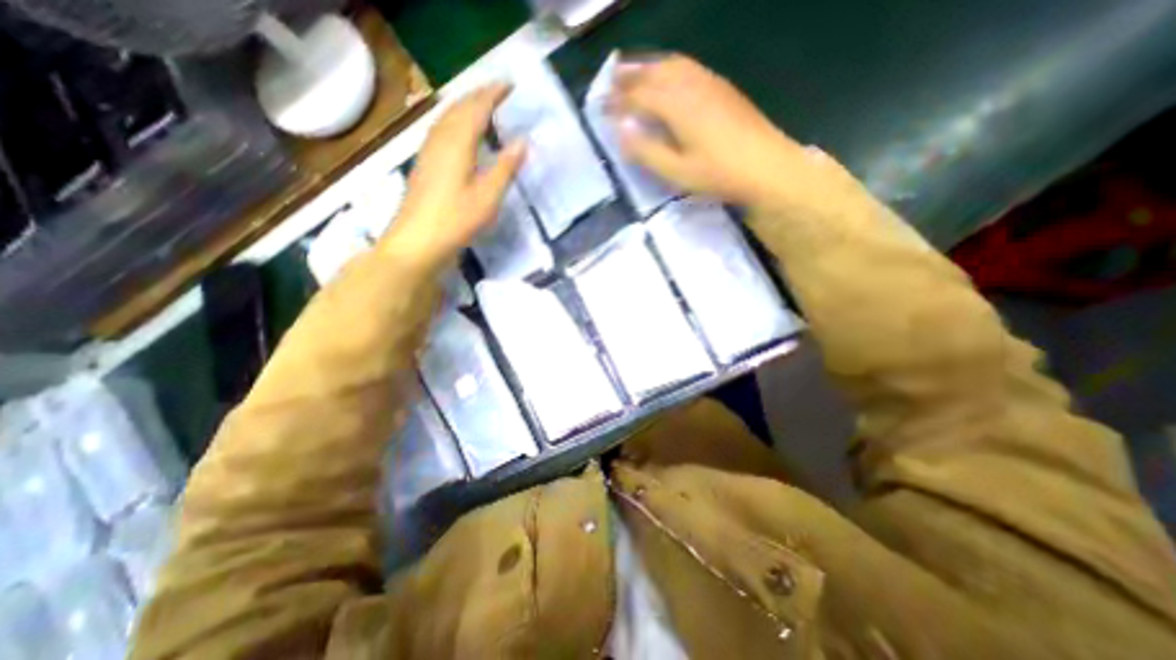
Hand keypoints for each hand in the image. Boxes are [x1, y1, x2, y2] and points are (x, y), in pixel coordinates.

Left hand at [378, 84, 525, 270]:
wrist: (418, 241)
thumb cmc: (456, 220)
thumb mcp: (488, 197)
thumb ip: (506, 168)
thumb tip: (523, 142)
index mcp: (457, 144)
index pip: (476, 108)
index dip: (493, 94)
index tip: (510, 84)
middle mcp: (440, 140)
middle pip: (458, 107)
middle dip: (478, 95)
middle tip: (498, 91)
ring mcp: (428, 151)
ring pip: (447, 116)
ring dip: (464, 105)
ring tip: (482, 105)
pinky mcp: (424, 163)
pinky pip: (440, 129)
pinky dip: (454, 121)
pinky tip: (459, 132)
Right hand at [610, 57, 818, 210]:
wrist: (767, 166)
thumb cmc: (718, 174)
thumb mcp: (677, 171)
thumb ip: (647, 151)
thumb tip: (621, 131)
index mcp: (677, 106)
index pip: (638, 95)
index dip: (617, 101)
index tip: (600, 108)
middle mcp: (691, 85)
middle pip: (653, 72)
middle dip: (629, 75)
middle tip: (610, 81)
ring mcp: (709, 83)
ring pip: (671, 65)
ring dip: (649, 66)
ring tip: (633, 71)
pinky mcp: (722, 88)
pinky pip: (688, 67)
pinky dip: (669, 67)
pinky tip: (668, 76)